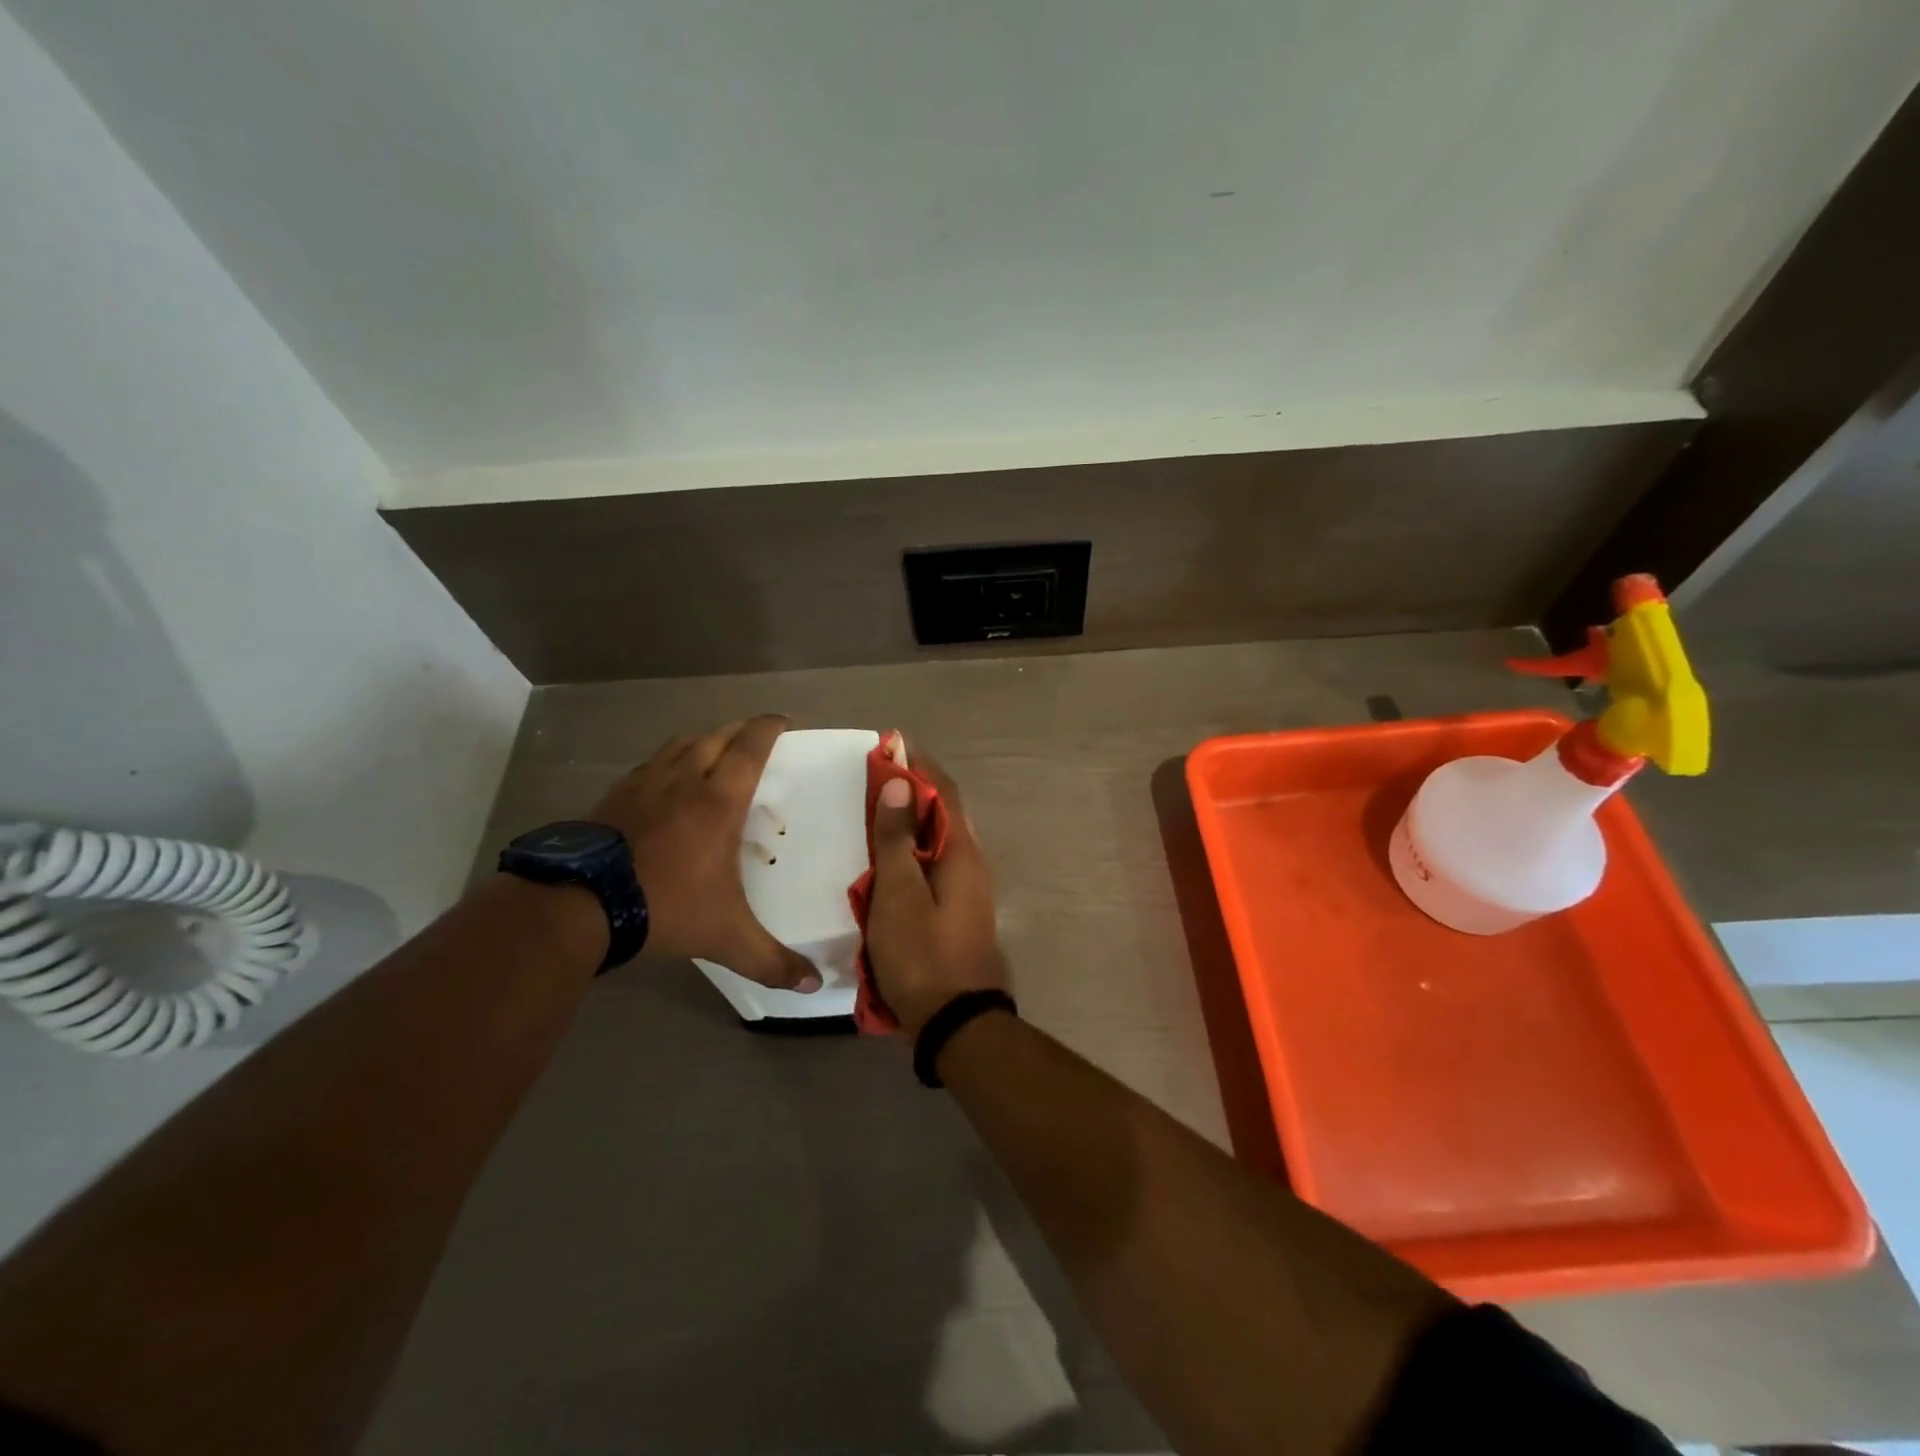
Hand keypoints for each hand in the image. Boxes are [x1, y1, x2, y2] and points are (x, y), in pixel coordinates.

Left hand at [587, 716, 818, 990]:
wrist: (580, 904)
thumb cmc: (666, 906)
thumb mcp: (726, 937)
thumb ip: (771, 961)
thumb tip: (814, 985)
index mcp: (719, 800)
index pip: (750, 748)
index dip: (768, 728)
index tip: (782, 720)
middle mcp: (685, 780)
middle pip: (716, 736)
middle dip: (739, 729)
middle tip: (754, 735)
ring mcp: (645, 784)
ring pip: (680, 744)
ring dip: (703, 738)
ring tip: (714, 748)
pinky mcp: (614, 796)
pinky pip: (649, 764)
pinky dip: (668, 760)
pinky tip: (664, 779)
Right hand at [865, 747, 1006, 1037]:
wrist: (956, 1022)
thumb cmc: (922, 954)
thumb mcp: (899, 894)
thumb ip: (896, 839)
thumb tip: (898, 784)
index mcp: (961, 852)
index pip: (942, 791)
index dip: (918, 765)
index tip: (891, 745)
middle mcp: (971, 863)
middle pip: (942, 813)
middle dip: (911, 790)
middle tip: (874, 778)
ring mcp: (967, 890)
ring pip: (937, 841)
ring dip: (909, 821)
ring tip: (875, 812)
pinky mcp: (956, 911)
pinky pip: (932, 866)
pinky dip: (910, 851)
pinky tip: (887, 861)